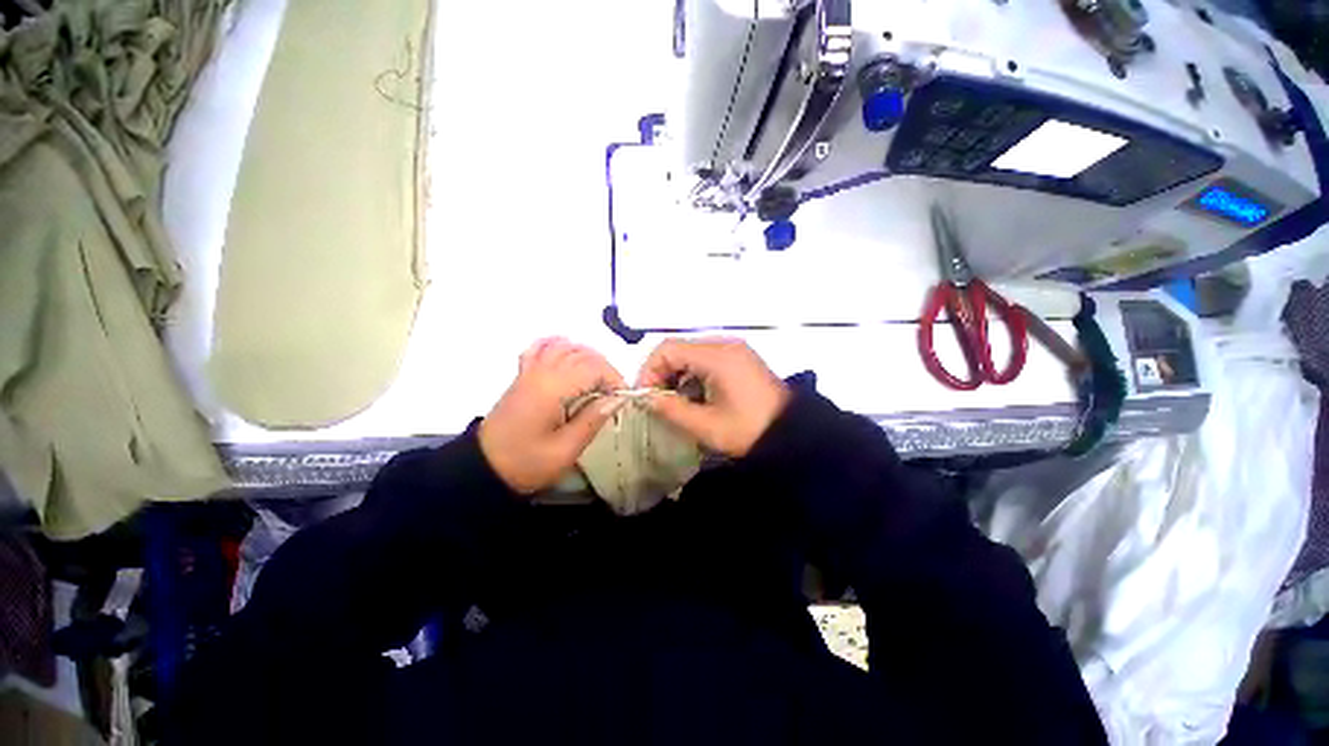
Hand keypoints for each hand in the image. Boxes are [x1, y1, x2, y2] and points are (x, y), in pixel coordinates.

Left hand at [479, 338, 626, 493]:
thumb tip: (616, 399)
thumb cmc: (526, 463)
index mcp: (552, 389)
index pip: (593, 368)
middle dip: (605, 369)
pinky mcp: (523, 375)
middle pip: (582, 354)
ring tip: (597, 379)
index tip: (622, 398)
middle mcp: (542, 372)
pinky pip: (541, 348)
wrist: (483, 468)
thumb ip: (592, 421)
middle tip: (613, 393)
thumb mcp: (565, 451)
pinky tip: (568, 352)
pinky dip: (558, 345)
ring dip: (588, 357)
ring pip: (565, 347)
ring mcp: (530, 371)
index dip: (614, 379)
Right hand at [636, 338, 788, 456]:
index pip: (667, 349)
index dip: (649, 370)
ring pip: (691, 353)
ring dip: (677, 374)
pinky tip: (696, 395)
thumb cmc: (748, 431)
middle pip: (678, 348)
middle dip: (662, 373)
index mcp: (717, 356)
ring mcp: (734, 349)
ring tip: (676, 401)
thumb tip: (646, 398)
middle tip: (658, 401)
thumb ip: (670, 409)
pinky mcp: (739, 357)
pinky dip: (693, 374)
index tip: (645, 396)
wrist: (792, 434)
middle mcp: (724, 344)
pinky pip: (706, 358)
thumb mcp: (705, 425)